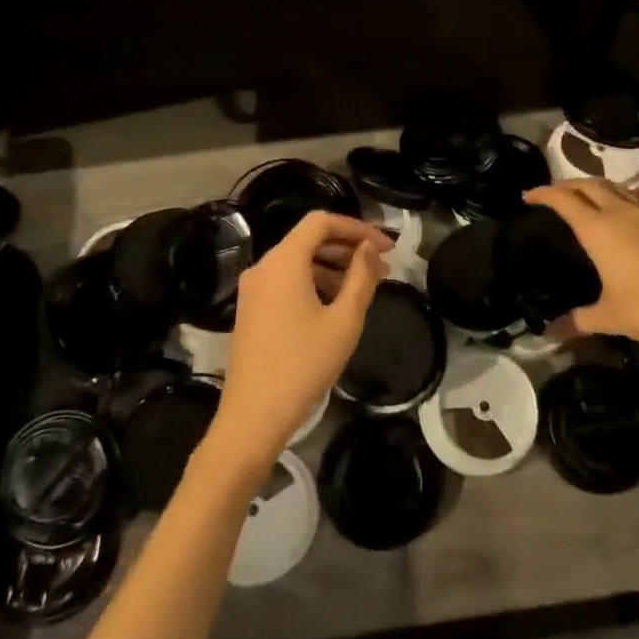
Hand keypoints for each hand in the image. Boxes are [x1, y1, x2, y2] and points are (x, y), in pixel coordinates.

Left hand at [208, 212, 390, 472]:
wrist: (253, 417)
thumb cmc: (303, 365)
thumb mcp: (344, 321)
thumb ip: (361, 277)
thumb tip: (370, 248)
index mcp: (283, 261)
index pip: (321, 222)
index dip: (357, 227)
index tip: (386, 247)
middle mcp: (264, 266)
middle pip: (309, 239)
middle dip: (348, 247)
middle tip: (383, 266)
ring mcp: (254, 289)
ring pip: (298, 261)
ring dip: (334, 266)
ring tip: (367, 286)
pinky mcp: (252, 309)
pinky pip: (287, 281)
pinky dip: (314, 282)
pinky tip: (338, 303)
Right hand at [526, 180, 638, 363]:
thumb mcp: (611, 317)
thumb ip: (579, 321)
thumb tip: (550, 334)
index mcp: (598, 229)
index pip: (563, 199)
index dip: (543, 193)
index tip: (529, 196)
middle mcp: (621, 211)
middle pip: (588, 184)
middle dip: (567, 185)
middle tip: (554, 194)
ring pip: (616, 186)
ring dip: (596, 186)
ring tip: (587, 196)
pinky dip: (624, 194)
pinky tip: (628, 207)